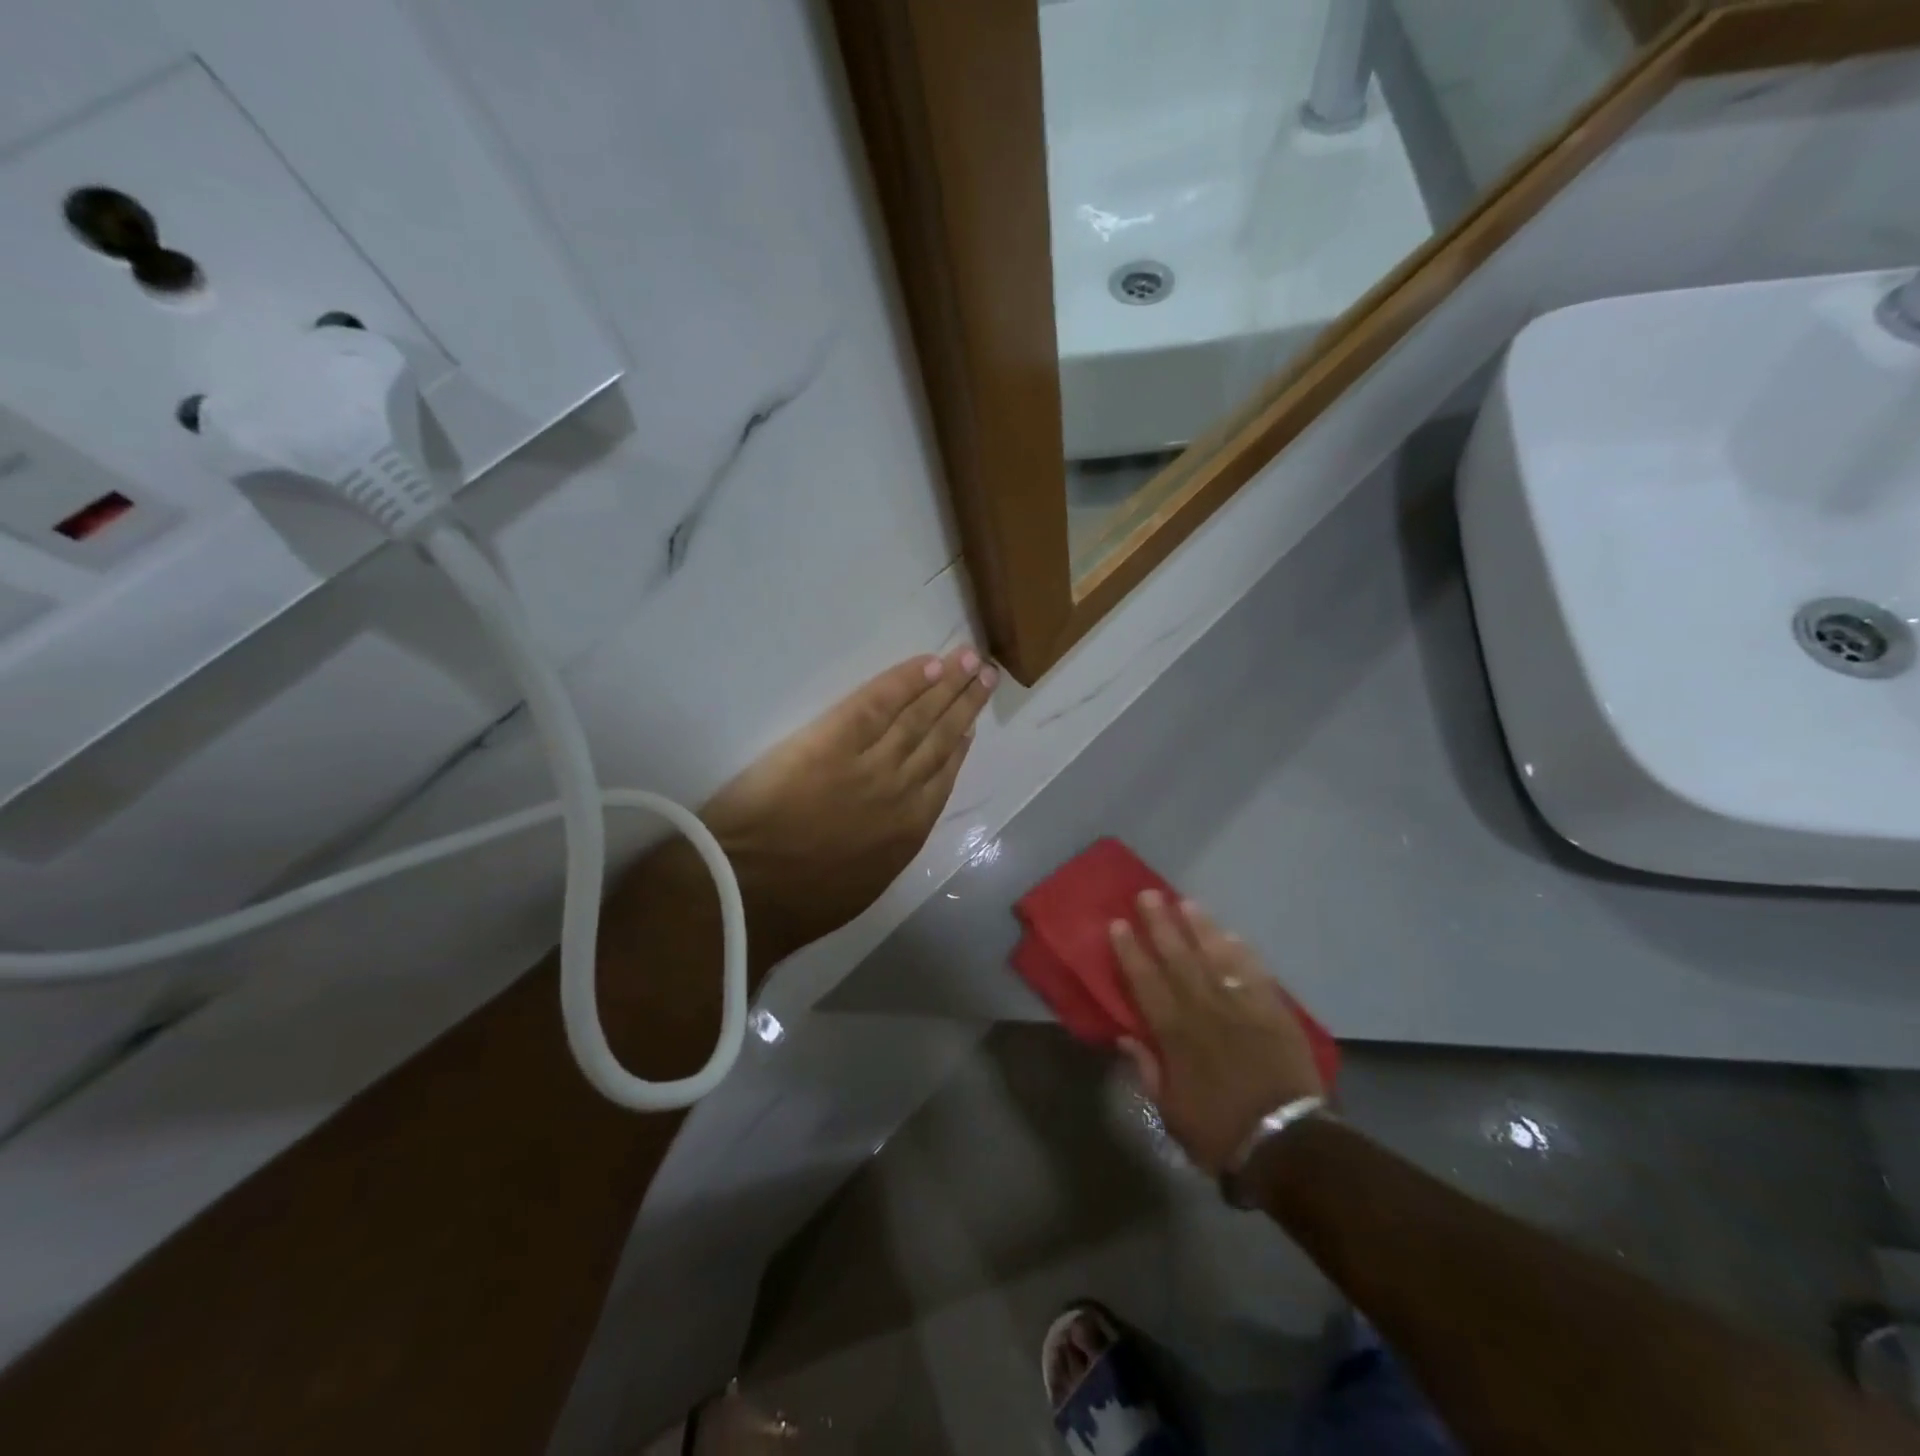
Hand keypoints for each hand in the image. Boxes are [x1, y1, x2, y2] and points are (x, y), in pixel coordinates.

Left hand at [700, 647, 995, 960]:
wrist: (750, 890)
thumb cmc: (797, 902)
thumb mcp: (863, 887)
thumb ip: (887, 853)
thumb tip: (896, 830)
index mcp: (908, 832)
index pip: (942, 778)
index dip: (959, 746)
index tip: (972, 726)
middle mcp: (900, 791)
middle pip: (939, 738)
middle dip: (965, 704)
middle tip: (987, 673)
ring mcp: (869, 764)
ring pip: (917, 716)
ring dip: (945, 684)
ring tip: (967, 659)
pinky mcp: (831, 741)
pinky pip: (876, 703)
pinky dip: (904, 682)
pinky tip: (926, 664)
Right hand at [1110, 893, 1323, 1175]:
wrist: (1287, 1143)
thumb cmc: (1219, 1131)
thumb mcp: (1169, 1111)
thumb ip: (1147, 1068)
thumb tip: (1126, 1035)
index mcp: (1174, 1033)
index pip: (1145, 981)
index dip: (1130, 951)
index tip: (1118, 924)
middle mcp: (1204, 1009)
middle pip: (1178, 958)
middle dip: (1161, 924)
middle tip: (1148, 895)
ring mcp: (1241, 1006)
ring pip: (1216, 956)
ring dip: (1200, 928)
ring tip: (1186, 902)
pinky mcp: (1273, 1011)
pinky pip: (1255, 973)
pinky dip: (1242, 952)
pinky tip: (1231, 934)